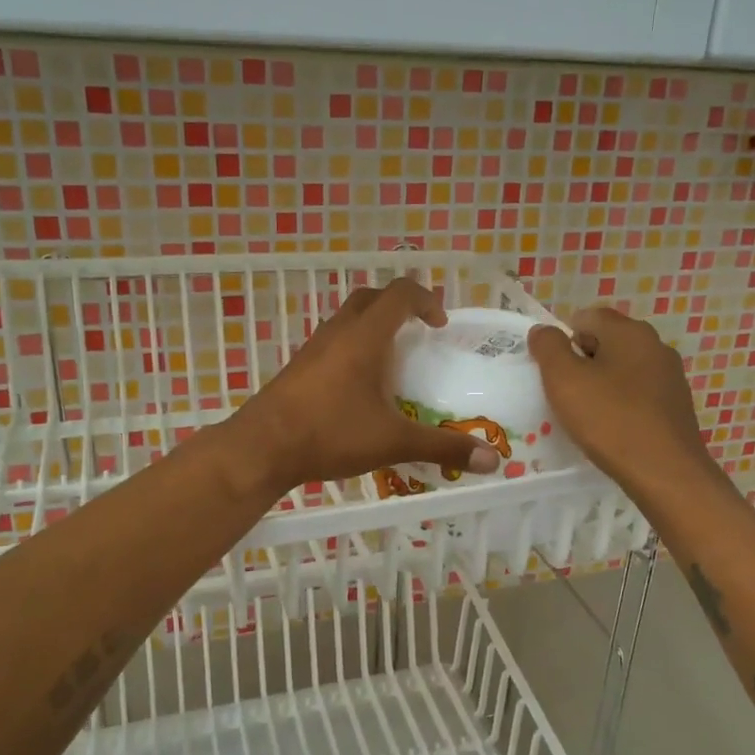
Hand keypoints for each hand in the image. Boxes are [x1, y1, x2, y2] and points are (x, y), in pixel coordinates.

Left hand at [226, 278, 505, 494]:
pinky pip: (332, 344)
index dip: (425, 299)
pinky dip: (352, 349)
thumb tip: (493, 461)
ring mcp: (313, 349)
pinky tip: (359, 388)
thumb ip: (442, 447)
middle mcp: (337, 333)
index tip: (440, 325)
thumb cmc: (330, 434)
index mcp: (364, 337)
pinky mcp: (298, 369)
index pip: (399, 294)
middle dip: (397, 307)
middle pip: (370, 299)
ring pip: (347, 320)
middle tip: (417, 334)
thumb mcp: (393, 442)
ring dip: (372, 328)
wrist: (261, 448)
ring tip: (392, 363)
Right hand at [527, 308, 718, 502]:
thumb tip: (543, 331)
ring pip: (624, 369)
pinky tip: (612, 430)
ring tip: (586, 415)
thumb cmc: (610, 420)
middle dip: (582, 362)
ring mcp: (671, 377)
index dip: (563, 339)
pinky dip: (621, 404)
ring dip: (602, 385)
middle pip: (607, 342)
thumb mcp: (564, 380)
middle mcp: (656, 346)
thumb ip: (548, 348)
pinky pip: (639, 394)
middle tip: (565, 394)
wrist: (665, 473)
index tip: (552, 371)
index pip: (587, 317)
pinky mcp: (676, 406)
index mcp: (630, 332)